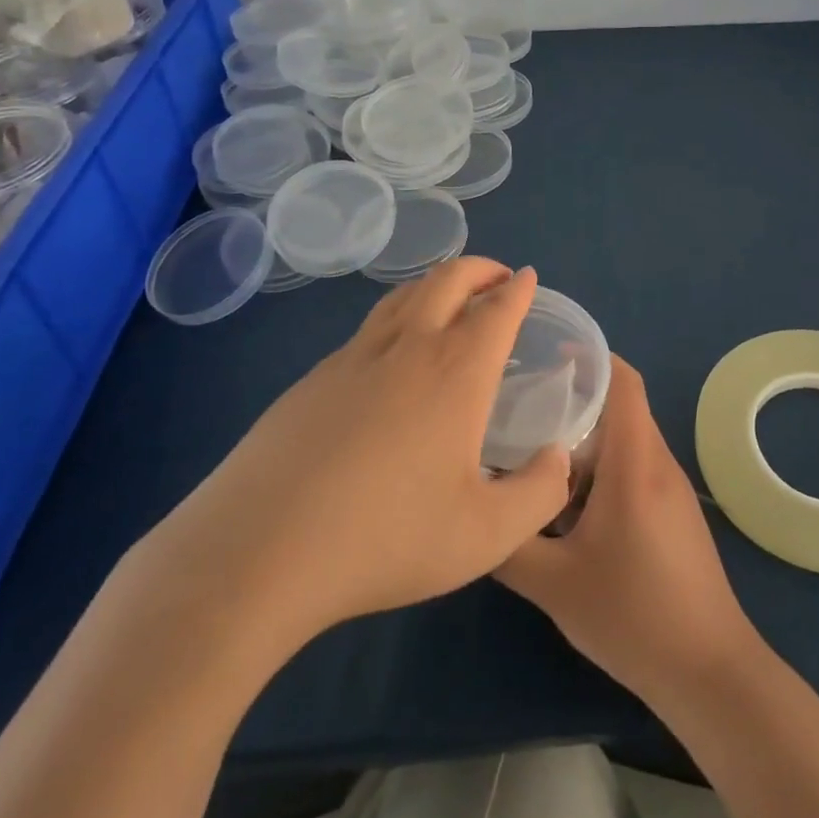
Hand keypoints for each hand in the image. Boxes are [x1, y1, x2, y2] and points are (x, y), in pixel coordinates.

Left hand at [131, 260, 570, 665]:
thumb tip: (558, 456)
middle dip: (479, 268)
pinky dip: (398, 318)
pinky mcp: (313, 378)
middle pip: (447, 279)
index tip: (528, 278)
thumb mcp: (486, 535)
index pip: (497, 309)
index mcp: (456, 370)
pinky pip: (369, 328)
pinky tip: (393, 357)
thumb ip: (538, 493)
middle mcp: (408, 346)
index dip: (518, 288)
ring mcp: (353, 357)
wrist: (260, 549)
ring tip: (451, 300)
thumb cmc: (386, 537)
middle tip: (497, 278)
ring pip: (403, 295)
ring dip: (436, 284)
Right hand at [497, 356, 756, 701]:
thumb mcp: (553, 584)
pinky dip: (602, 467)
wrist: (708, 670)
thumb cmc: (633, 615)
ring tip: (536, 451)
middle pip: (620, 407)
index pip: (624, 381)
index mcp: (635, 462)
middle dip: (575, 399)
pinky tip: (568, 501)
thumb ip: (508, 544)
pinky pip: (635, 468)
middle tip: (524, 405)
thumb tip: (474, 511)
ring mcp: (672, 488)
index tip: (549, 354)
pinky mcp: (674, 512)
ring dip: (586, 438)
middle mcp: (658, 462)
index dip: (592, 356)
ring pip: (626, 440)